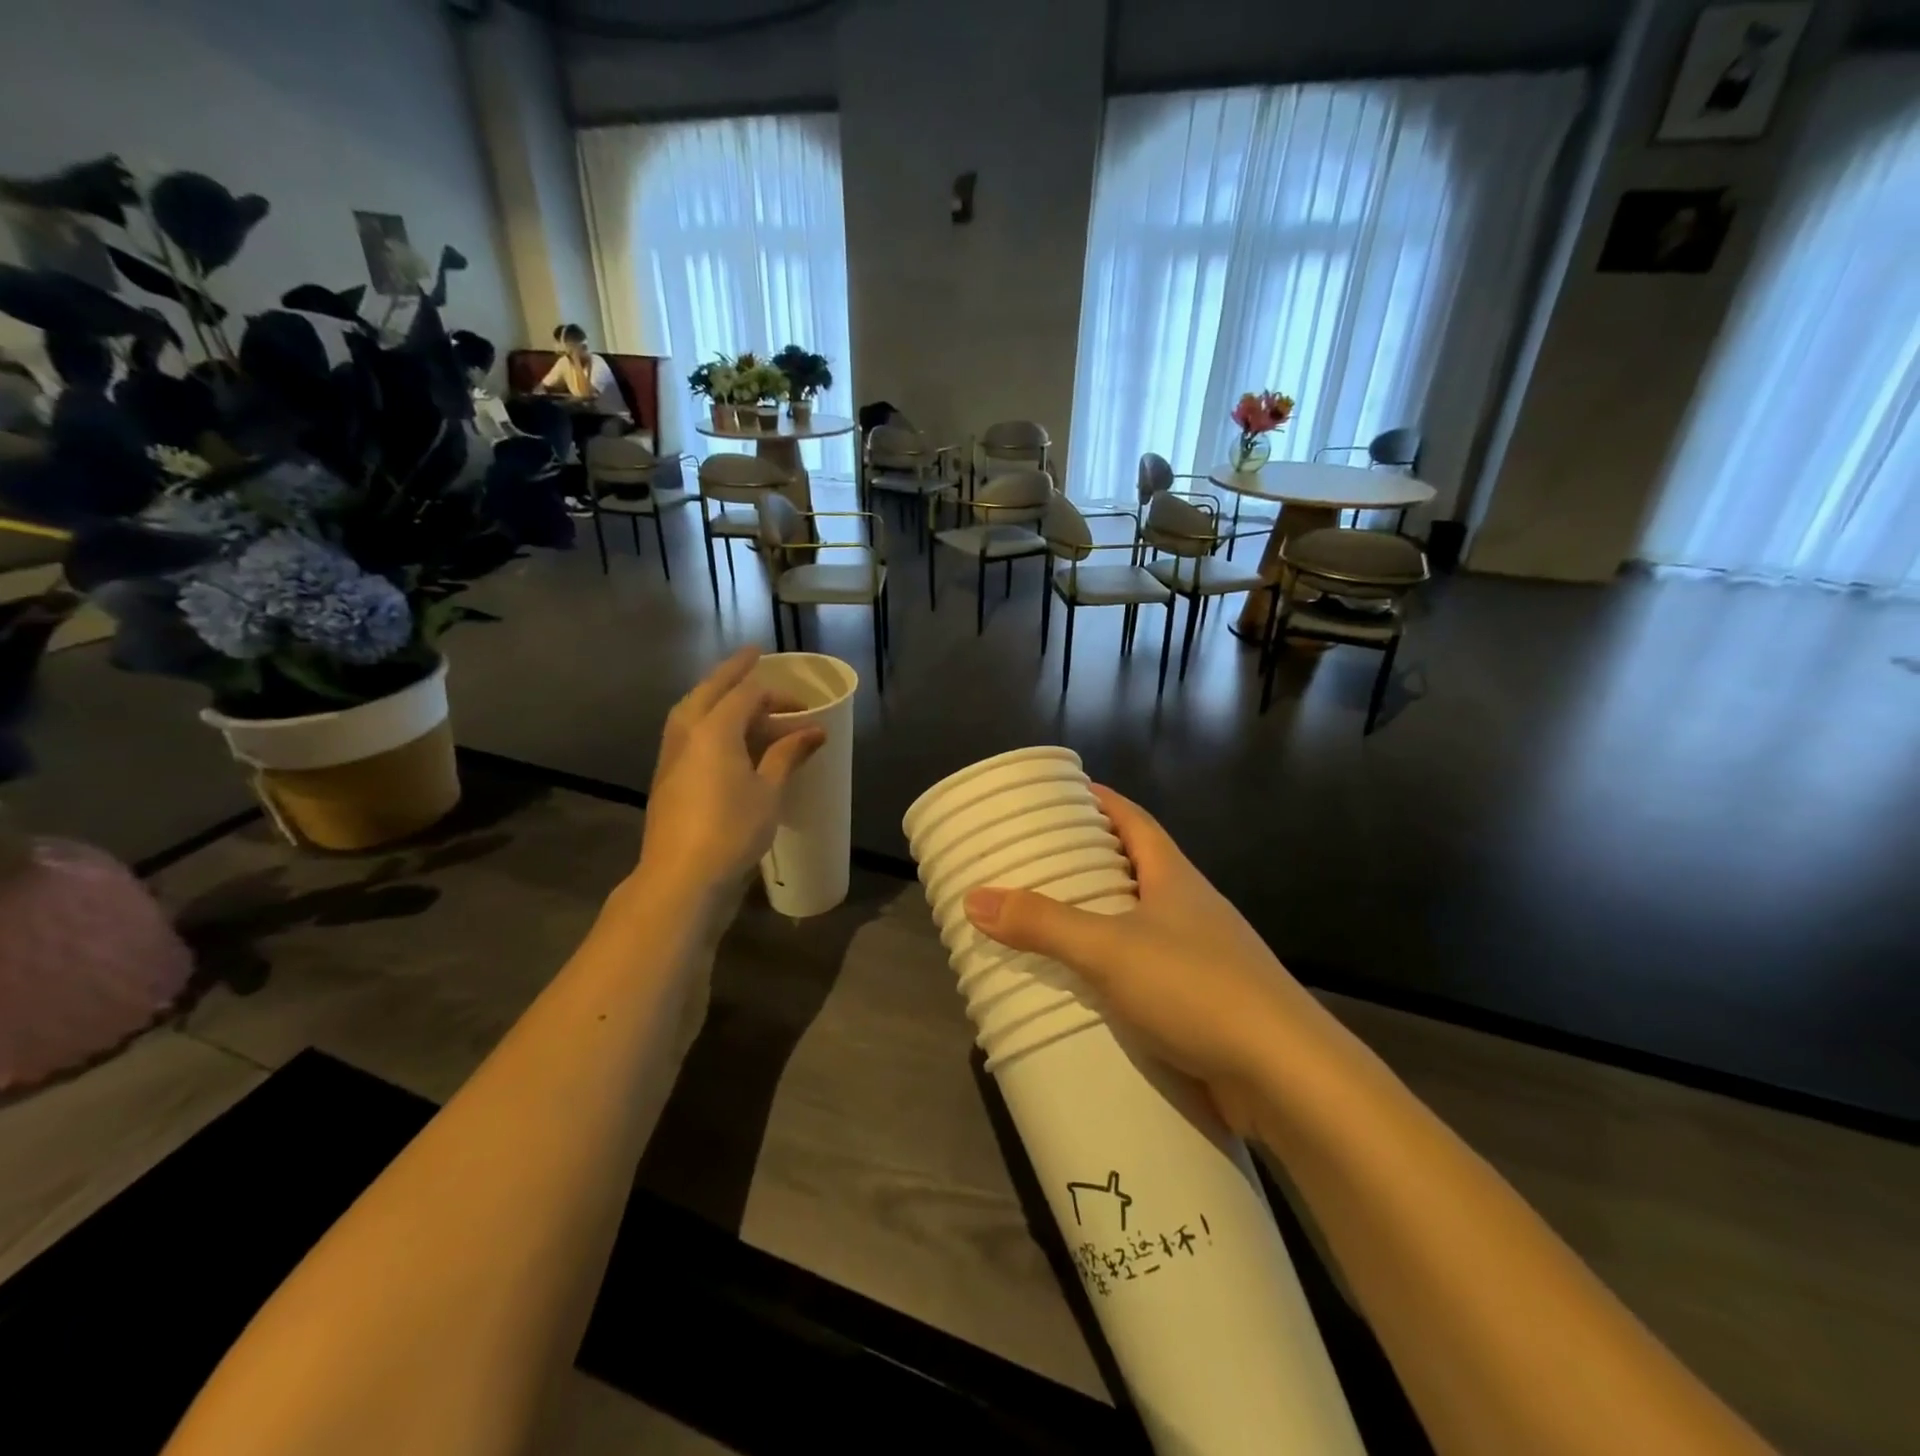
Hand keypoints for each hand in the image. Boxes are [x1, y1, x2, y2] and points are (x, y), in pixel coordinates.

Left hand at [635, 647, 823, 909]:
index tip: (804, 705)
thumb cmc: (732, 831)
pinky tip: (720, 736)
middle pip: (709, 691)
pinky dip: (705, 722)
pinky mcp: (666, 779)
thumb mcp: (769, 791)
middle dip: (732, 672)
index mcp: (713, 730)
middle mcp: (687, 734)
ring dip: (713, 696)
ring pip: (691, 711)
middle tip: (752, 657)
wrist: (681, 879)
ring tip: (734, 693)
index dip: (777, 693)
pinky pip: (686, 734)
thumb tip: (814, 732)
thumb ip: (787, 755)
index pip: (746, 694)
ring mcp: (671, 757)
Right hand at [962, 786, 1316, 1134]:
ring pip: (1142, 921)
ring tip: (1050, 920)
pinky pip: (1148, 969)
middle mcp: (1191, 907)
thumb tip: (974, 897)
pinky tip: (1087, 985)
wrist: (1285, 1075)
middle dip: (1091, 860)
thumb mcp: (1108, 949)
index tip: (1064, 794)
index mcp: (1174, 877)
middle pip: (1137, 867)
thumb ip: (1042, 923)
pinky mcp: (1204, 1002)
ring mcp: (1202, 955)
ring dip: (1101, 917)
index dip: (1101, 801)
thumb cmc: (1196, 987)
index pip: (1134, 820)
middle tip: (1038, 860)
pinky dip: (1115, 967)